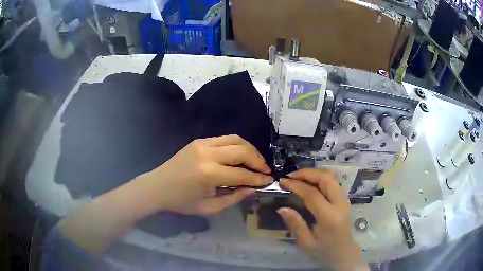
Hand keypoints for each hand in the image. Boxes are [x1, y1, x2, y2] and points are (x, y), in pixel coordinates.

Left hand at [137, 135, 272, 215]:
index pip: (242, 174)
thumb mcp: (209, 208)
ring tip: (257, 162)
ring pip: (236, 139)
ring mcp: (203, 143)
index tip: (269, 180)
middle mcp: (207, 154)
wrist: (158, 186)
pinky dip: (237, 145)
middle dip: (258, 161)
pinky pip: (225, 139)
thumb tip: (253, 188)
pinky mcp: (199, 140)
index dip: (258, 178)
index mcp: (209, 174)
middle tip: (265, 171)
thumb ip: (234, 198)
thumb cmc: (182, 201)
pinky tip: (241, 155)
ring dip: (250, 149)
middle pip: (242, 151)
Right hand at [278, 169, 367, 270]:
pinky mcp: (344, 199)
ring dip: (314, 173)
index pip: (313, 194)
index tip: (283, 181)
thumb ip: (295, 224)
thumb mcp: (305, 242)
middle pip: (326, 178)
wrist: (344, 253)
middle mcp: (340, 204)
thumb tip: (281, 208)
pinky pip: (332, 182)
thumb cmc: (323, 251)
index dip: (297, 185)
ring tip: (297, 177)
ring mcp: (344, 200)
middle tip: (291, 176)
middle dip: (307, 173)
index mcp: (329, 217)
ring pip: (331, 177)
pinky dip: (319, 178)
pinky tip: (309, 183)